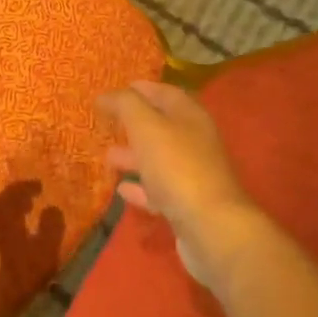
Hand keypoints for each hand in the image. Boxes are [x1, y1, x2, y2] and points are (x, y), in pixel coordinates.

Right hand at [98, 80, 269, 285]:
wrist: (211, 227)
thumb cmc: (177, 166)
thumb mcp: (146, 126)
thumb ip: (125, 105)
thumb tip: (106, 95)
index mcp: (190, 116)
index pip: (164, 92)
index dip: (141, 89)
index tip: (115, 89)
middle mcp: (195, 141)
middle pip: (161, 126)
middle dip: (133, 123)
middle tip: (107, 123)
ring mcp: (193, 174)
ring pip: (159, 158)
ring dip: (134, 156)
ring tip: (108, 156)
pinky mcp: (188, 205)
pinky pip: (160, 190)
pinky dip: (141, 187)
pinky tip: (122, 190)